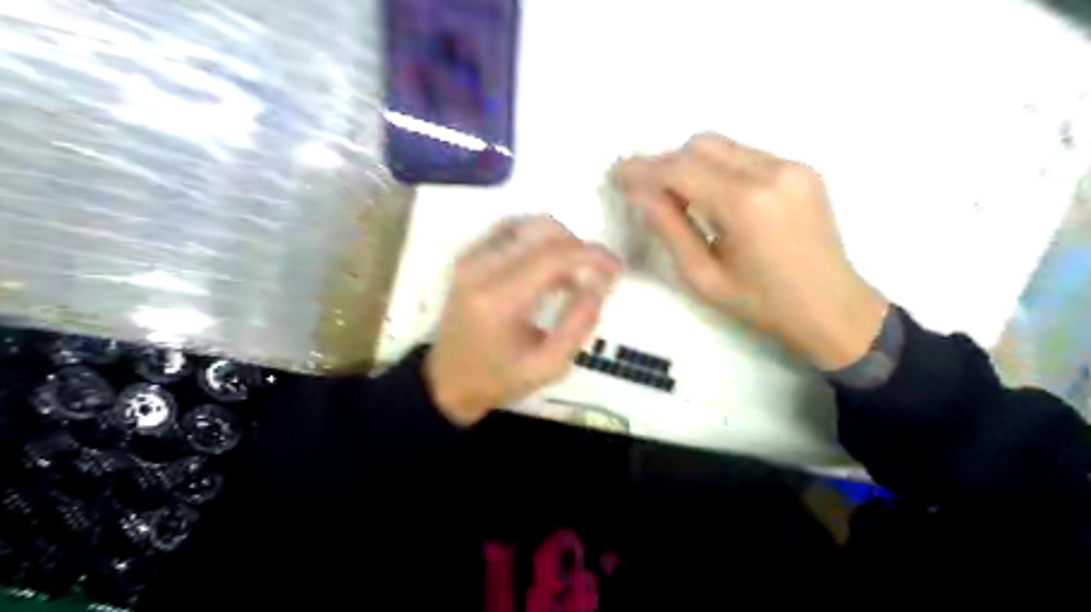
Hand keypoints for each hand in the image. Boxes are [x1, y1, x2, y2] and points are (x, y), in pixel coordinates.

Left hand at [425, 215, 622, 425]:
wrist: (448, 380)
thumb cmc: (499, 378)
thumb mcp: (548, 366)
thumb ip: (579, 323)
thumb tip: (601, 283)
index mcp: (499, 299)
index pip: (554, 255)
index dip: (593, 255)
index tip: (617, 268)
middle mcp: (481, 267)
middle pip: (543, 231)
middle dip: (579, 247)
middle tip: (595, 275)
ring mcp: (471, 257)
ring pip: (528, 223)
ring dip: (559, 242)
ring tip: (571, 275)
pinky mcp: (469, 255)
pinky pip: (511, 229)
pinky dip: (537, 239)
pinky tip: (547, 267)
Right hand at [612, 133, 885, 369]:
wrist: (831, 308)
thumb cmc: (761, 304)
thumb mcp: (703, 277)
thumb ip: (669, 229)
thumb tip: (639, 193)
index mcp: (746, 204)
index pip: (681, 169)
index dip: (644, 169)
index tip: (618, 174)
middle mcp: (772, 171)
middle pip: (701, 145)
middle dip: (666, 163)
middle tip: (646, 190)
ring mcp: (791, 166)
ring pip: (723, 146)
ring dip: (692, 164)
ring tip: (678, 197)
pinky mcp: (801, 169)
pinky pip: (745, 155)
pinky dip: (719, 169)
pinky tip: (714, 198)